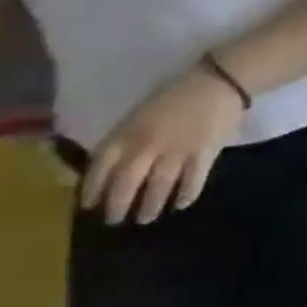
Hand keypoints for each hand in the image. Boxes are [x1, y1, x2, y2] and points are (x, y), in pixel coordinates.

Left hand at [82, 65, 246, 225]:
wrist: (218, 85)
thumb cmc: (175, 97)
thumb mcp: (139, 115)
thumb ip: (127, 137)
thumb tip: (116, 164)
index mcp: (127, 134)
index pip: (101, 168)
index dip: (92, 189)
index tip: (89, 205)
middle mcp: (147, 146)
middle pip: (127, 182)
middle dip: (119, 204)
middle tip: (115, 221)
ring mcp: (178, 151)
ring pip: (160, 184)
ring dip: (151, 204)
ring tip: (146, 218)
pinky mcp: (206, 152)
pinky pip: (194, 178)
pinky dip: (187, 193)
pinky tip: (181, 204)